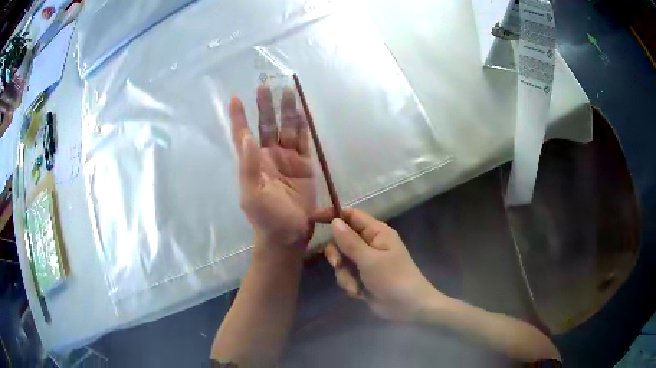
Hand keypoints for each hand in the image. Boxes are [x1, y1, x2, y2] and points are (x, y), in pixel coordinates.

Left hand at [230, 86, 315, 248]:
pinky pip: (304, 141)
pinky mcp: (305, 164)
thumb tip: (246, 134)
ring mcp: (288, 159)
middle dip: (265, 106)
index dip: (239, 117)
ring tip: (287, 90)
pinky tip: (302, 112)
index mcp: (253, 162)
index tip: (235, 98)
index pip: (243, 135)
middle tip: (265, 85)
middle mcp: (269, 156)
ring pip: (286, 128)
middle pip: (266, 125)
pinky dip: (303, 126)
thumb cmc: (267, 217)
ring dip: (286, 110)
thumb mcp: (252, 194)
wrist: (289, 234)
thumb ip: (248, 165)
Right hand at [315, 208, 444, 320]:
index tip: (313, 219)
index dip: (332, 215)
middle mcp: (370, 244)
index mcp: (376, 232)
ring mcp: (365, 261)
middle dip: (337, 255)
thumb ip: (350, 241)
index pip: (351, 215)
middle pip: (341, 239)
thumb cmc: (393, 278)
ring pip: (341, 260)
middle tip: (338, 264)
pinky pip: (345, 274)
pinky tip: (359, 293)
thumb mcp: (370, 260)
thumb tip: (334, 221)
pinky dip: (349, 283)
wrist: (408, 307)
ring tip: (356, 286)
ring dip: (344, 274)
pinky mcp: (362, 277)